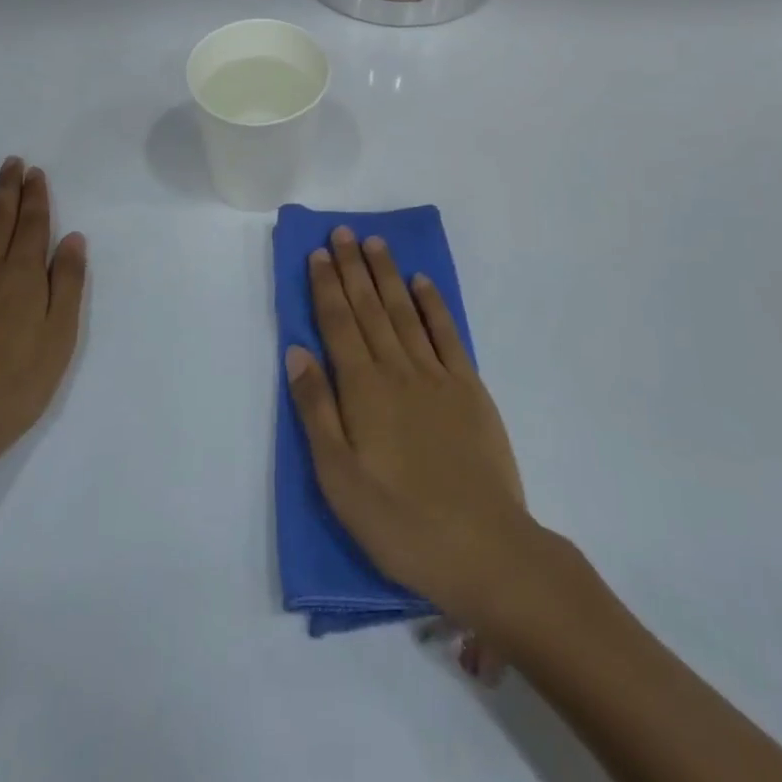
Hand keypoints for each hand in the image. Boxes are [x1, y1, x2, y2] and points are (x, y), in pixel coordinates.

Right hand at [285, 226, 537, 629]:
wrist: (485, 549)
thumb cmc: (400, 522)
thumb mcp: (339, 479)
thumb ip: (316, 410)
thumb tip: (296, 351)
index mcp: (362, 390)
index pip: (338, 324)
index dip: (327, 287)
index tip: (319, 253)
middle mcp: (397, 370)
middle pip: (370, 308)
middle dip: (354, 268)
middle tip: (343, 232)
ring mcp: (437, 376)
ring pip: (405, 312)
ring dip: (388, 275)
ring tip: (375, 242)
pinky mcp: (469, 389)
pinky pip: (447, 334)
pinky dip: (432, 304)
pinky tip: (421, 283)